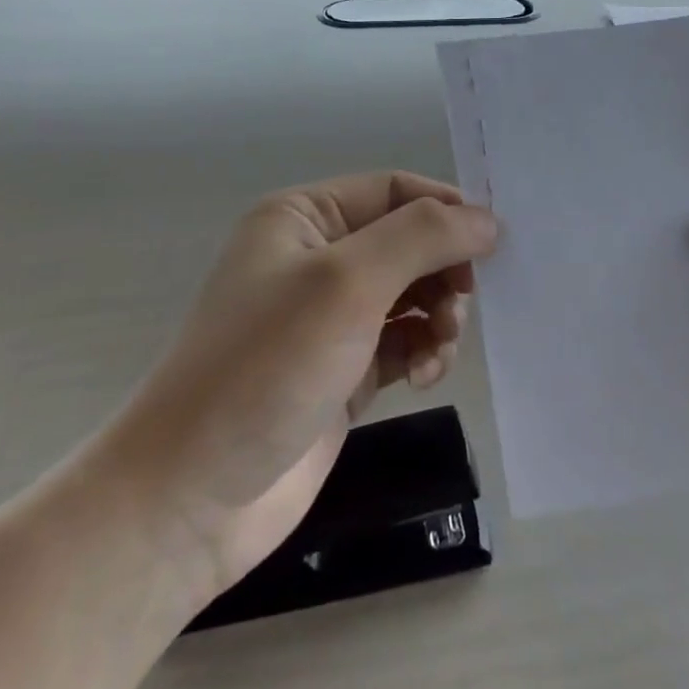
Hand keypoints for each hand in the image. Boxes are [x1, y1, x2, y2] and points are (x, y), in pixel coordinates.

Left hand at [104, 172, 496, 600]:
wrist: (193, 498)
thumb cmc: (267, 364)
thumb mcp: (348, 282)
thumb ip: (423, 237)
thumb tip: (487, 219)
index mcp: (303, 217)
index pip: (394, 190)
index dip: (446, 209)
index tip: (495, 242)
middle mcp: (317, 258)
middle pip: (408, 242)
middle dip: (443, 269)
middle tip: (462, 304)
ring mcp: (330, 318)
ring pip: (412, 294)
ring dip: (439, 314)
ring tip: (441, 346)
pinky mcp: (344, 372)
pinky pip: (404, 342)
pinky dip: (424, 351)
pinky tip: (425, 375)